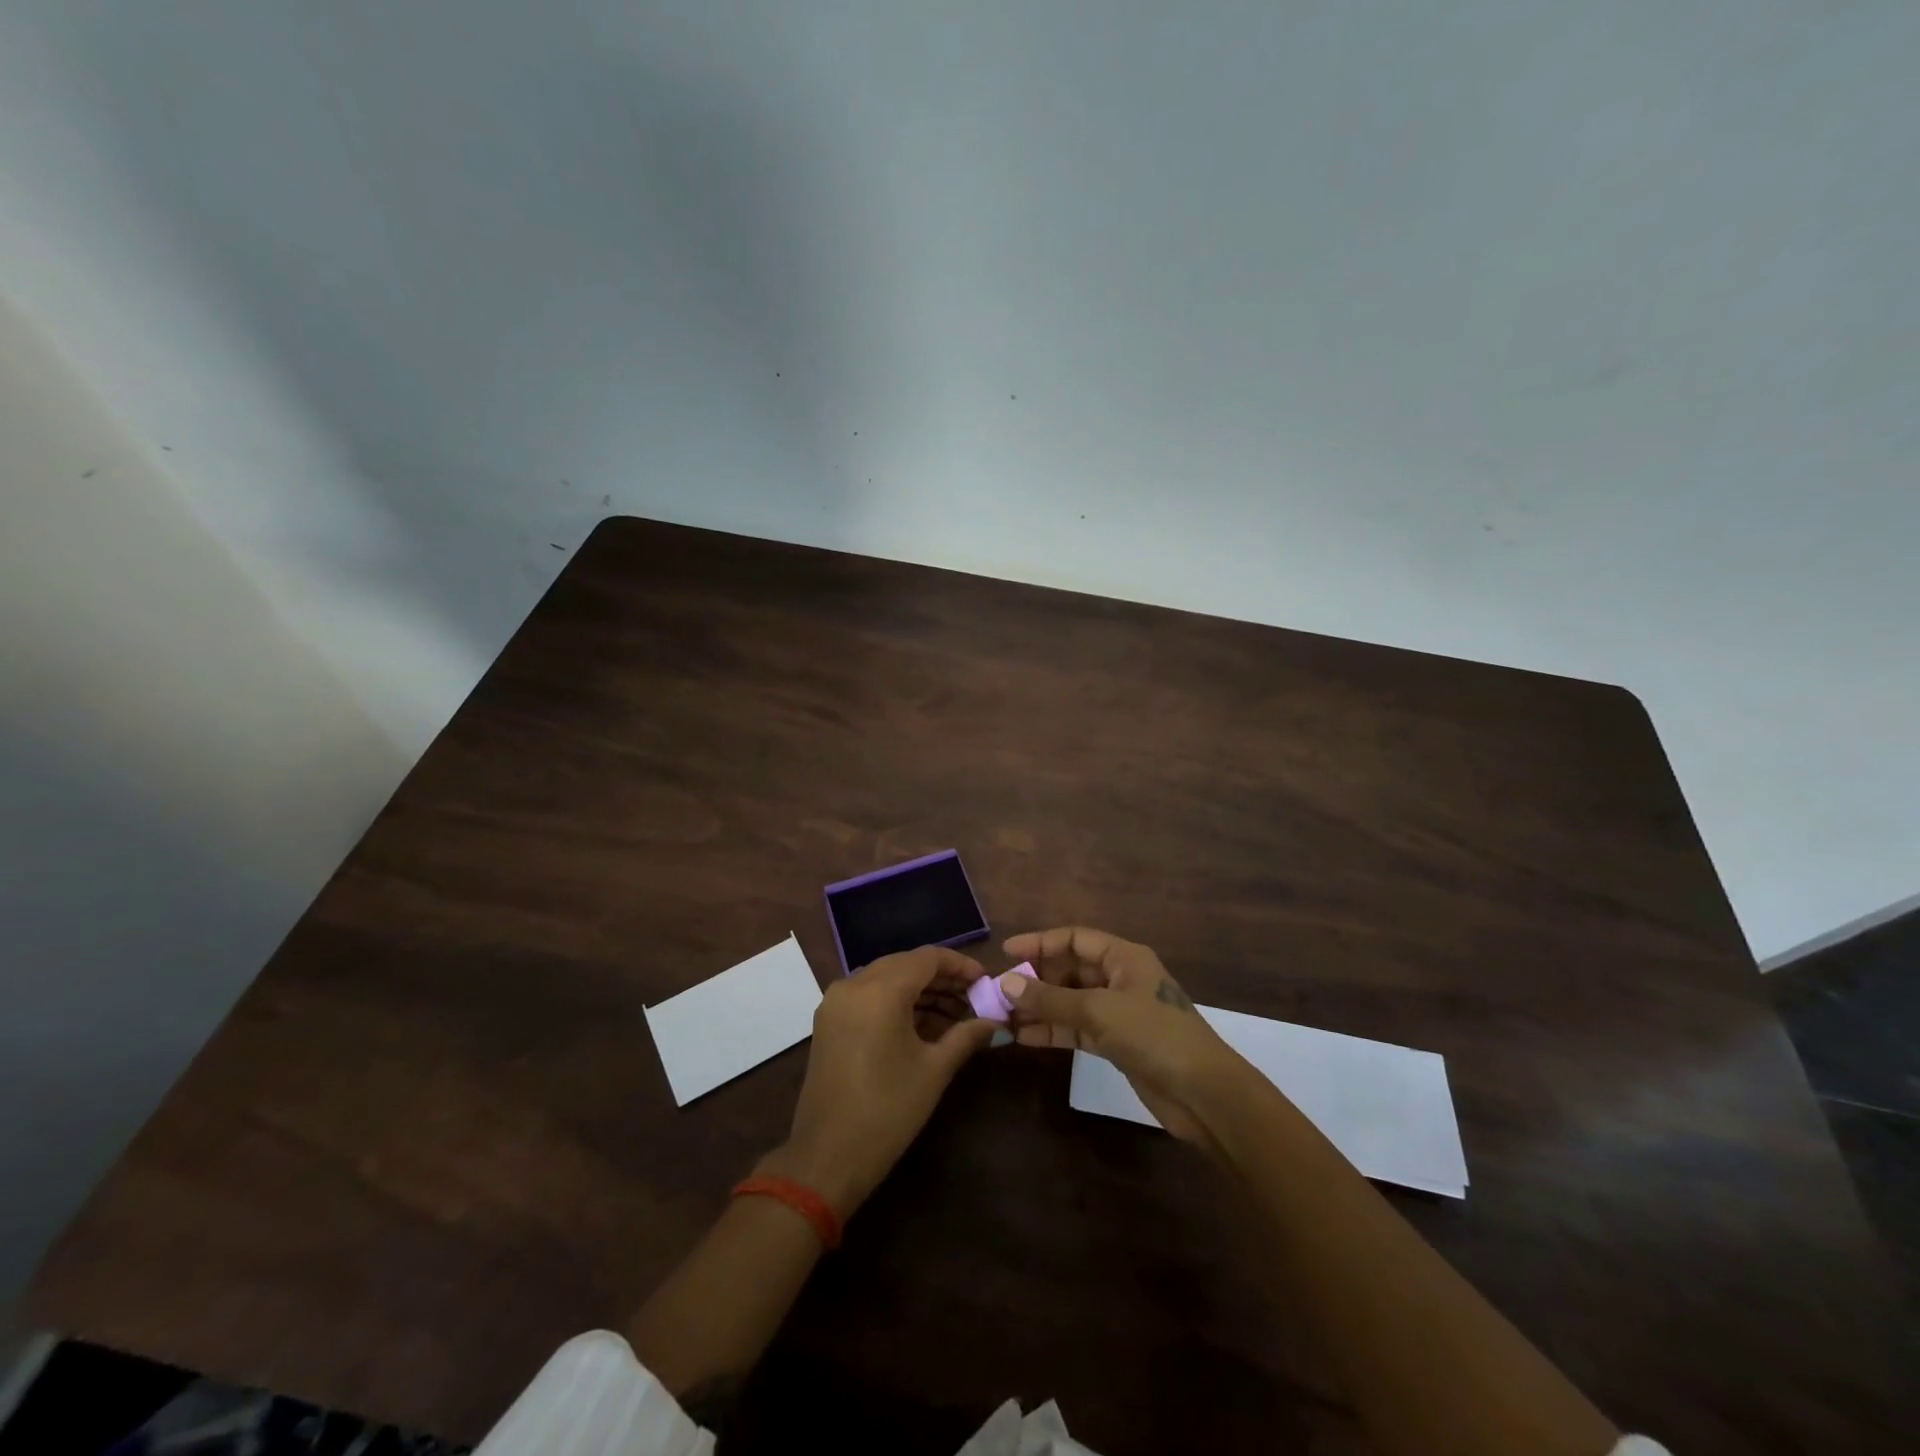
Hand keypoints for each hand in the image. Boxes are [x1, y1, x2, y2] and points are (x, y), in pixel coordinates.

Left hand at [761, 945, 997, 1217]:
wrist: (827, 1158)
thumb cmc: (887, 1111)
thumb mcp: (934, 1071)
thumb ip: (966, 1036)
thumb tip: (995, 1022)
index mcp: (880, 990)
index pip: (928, 958)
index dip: (960, 965)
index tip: (986, 982)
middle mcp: (854, 984)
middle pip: (906, 964)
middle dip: (942, 979)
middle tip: (974, 998)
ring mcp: (836, 1001)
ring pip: (887, 978)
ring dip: (921, 991)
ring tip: (956, 1015)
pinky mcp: (829, 1020)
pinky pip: (869, 995)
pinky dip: (897, 1002)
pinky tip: (924, 1024)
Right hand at [999, 926, 1242, 1147]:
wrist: (1204, 1094)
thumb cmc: (1154, 1036)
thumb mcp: (1099, 1011)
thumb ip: (1052, 998)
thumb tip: (1007, 983)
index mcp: (1124, 957)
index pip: (1075, 939)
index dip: (1040, 942)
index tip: (1006, 952)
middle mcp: (1120, 978)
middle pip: (1071, 970)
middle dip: (1036, 979)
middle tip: (1000, 991)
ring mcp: (1119, 1012)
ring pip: (1071, 1001)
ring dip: (1041, 1007)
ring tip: (1004, 1015)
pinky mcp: (1117, 1043)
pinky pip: (1077, 1028)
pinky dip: (1054, 1031)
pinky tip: (1025, 1037)